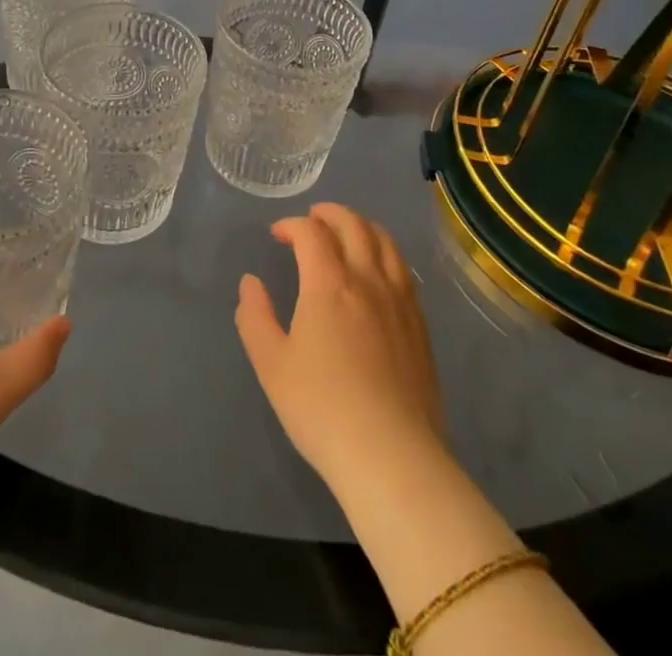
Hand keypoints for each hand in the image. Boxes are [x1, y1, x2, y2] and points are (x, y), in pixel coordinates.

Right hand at [235, 204, 446, 495]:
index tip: (277, 235)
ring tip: (347, 233)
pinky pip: (404, 270)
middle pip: (353, 225)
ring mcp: (400, 301)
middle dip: (329, 213)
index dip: (291, 225)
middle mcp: (368, 280)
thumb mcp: (271, 365)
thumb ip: (255, 317)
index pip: (311, 232)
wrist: (392, 457)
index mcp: (329, 283)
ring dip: (361, 226)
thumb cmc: (322, 408)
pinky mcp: (420, 325)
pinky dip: (385, 253)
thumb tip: (251, 283)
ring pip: (385, 241)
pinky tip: (377, 272)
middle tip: (312, 219)